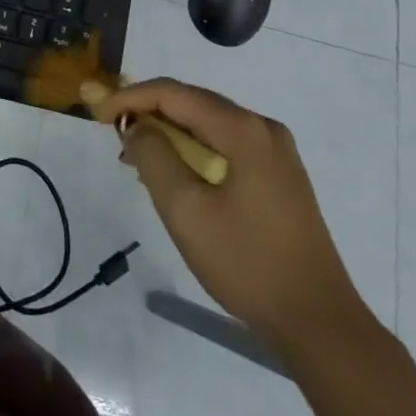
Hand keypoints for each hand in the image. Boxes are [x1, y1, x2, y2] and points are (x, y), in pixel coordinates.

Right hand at [97, 79, 363, 354]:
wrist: (318, 321)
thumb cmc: (246, 262)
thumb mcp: (185, 210)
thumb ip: (153, 156)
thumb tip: (138, 126)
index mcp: (243, 129)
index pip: (173, 93)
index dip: (130, 97)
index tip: (97, 113)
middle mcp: (263, 128)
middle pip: (192, 103)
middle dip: (148, 112)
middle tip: (112, 132)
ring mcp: (276, 152)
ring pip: (208, 125)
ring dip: (169, 134)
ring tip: (134, 158)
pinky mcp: (280, 175)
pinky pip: (225, 146)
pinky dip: (193, 151)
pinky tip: (173, 174)